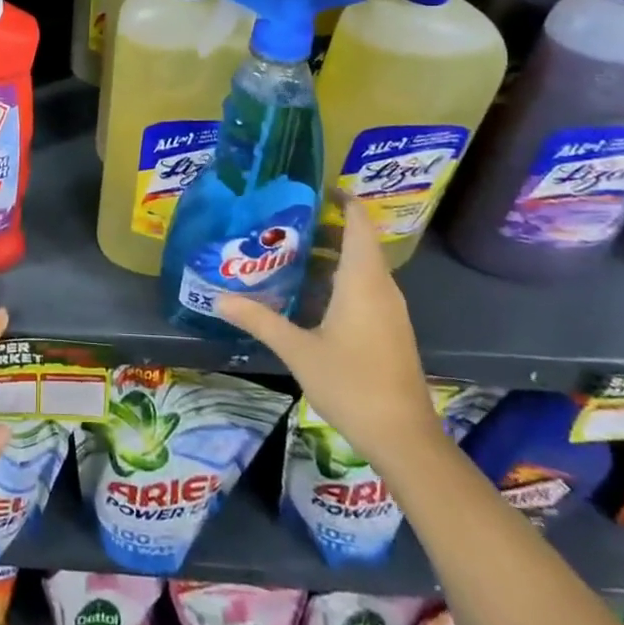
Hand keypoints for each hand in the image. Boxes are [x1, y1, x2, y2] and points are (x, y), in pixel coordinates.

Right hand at [217, 200, 441, 461]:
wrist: (404, 438)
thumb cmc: (352, 383)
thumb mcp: (298, 350)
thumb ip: (259, 319)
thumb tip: (219, 298)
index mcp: (363, 279)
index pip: (358, 221)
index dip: (340, 198)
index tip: (309, 186)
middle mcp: (380, 286)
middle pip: (356, 241)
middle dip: (321, 227)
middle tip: (279, 222)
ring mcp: (389, 309)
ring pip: (359, 266)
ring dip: (327, 255)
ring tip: (284, 253)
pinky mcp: (389, 329)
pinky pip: (363, 287)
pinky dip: (337, 279)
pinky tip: (306, 294)